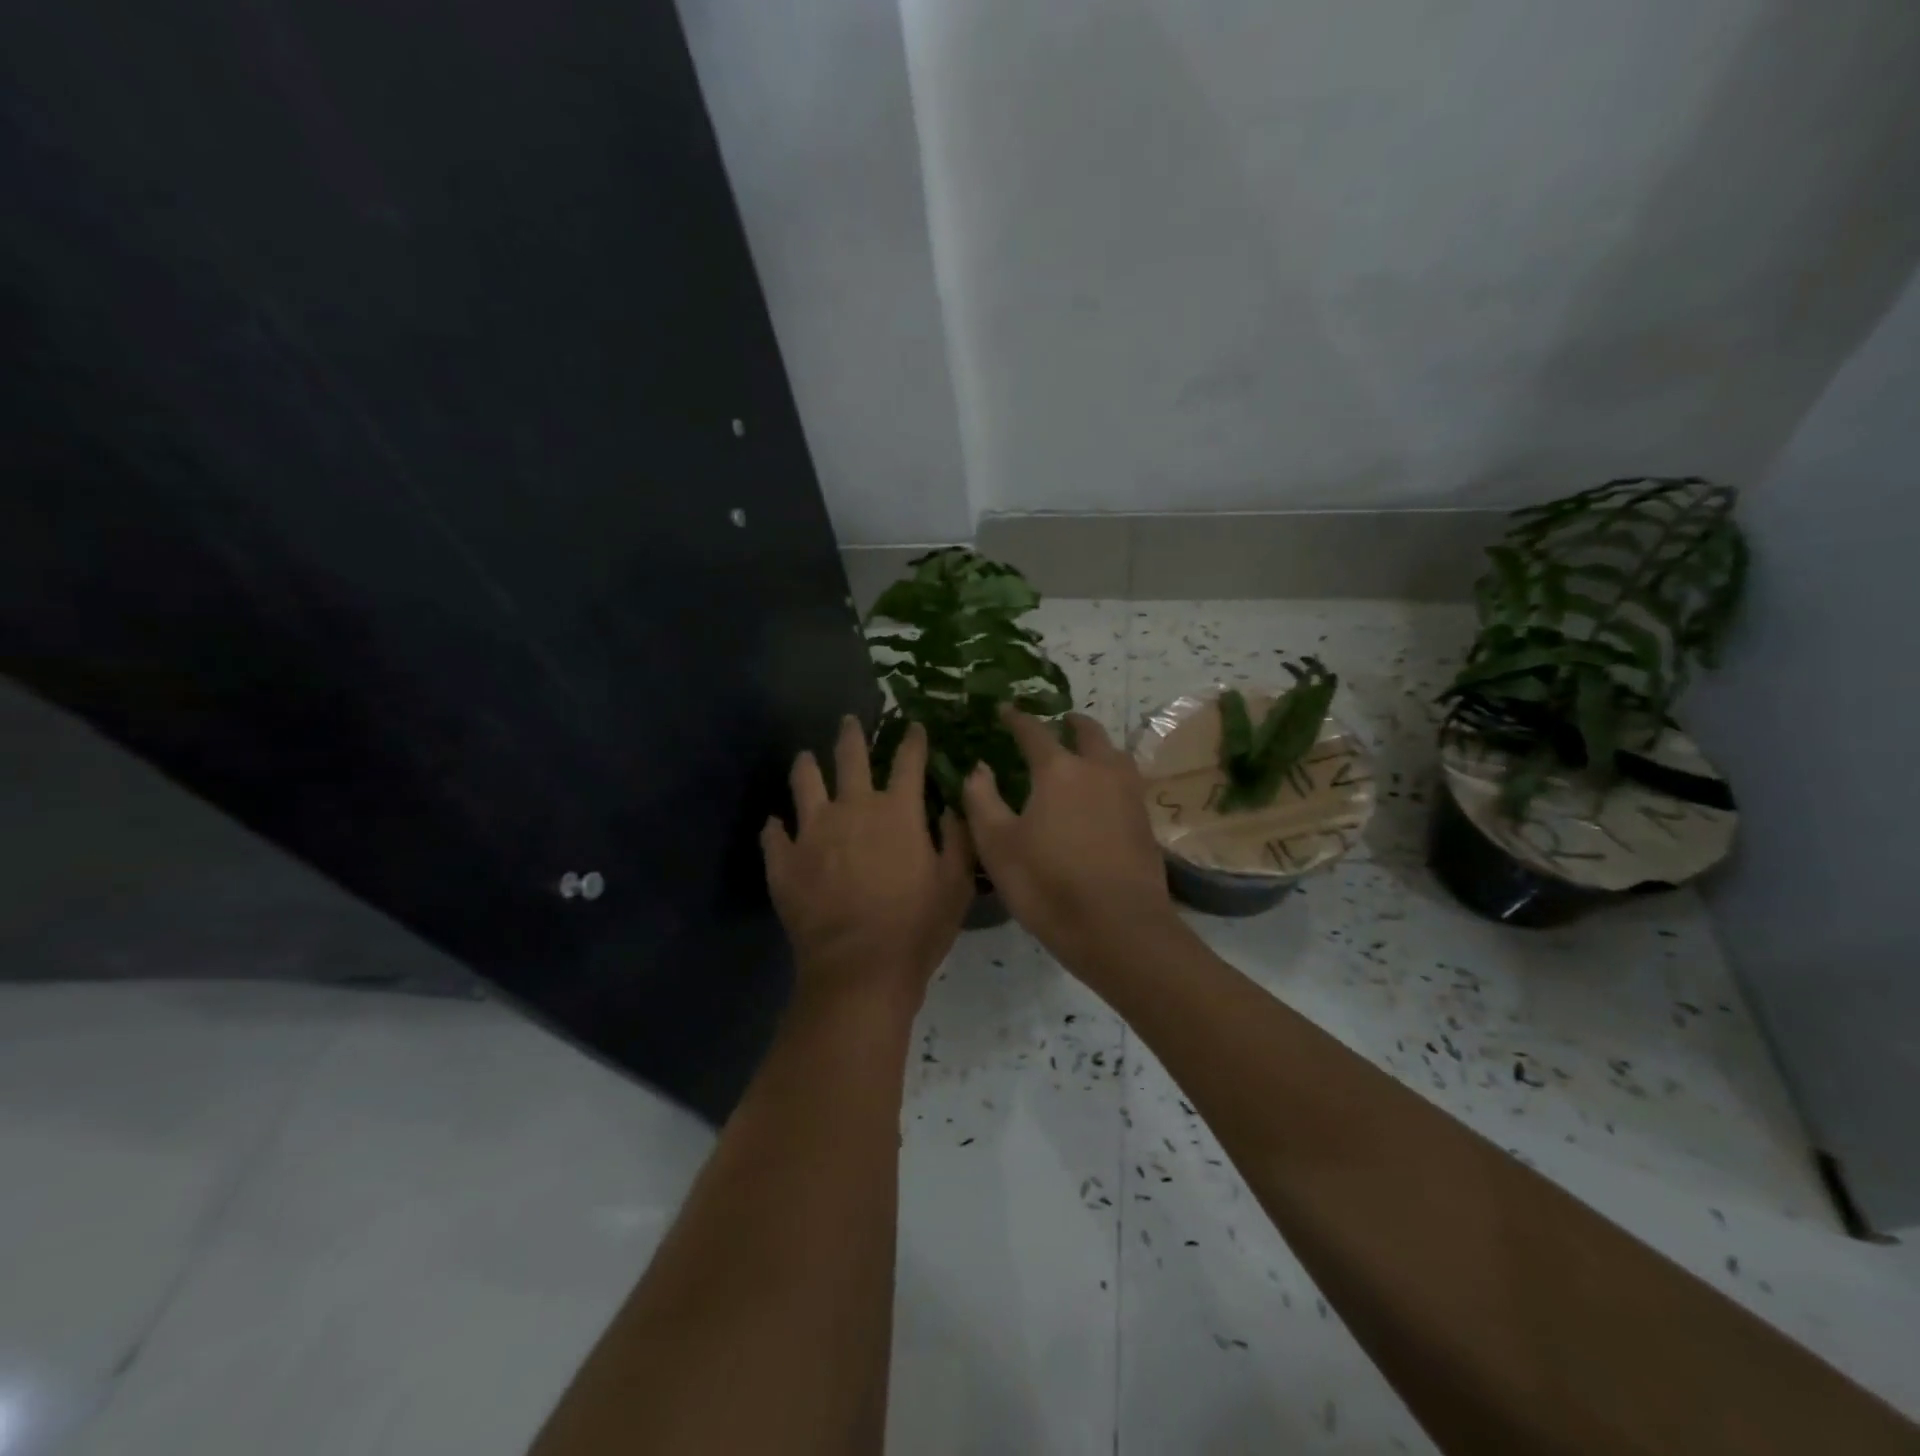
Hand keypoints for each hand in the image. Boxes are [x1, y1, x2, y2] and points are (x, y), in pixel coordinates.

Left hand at [763, 716, 973, 1014]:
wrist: (860, 969)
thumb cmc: (917, 927)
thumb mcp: (956, 883)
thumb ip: (956, 838)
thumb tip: (950, 807)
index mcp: (897, 811)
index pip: (908, 760)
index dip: (912, 739)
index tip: (913, 725)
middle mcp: (852, 808)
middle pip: (850, 757)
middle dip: (852, 734)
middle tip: (849, 720)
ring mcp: (812, 831)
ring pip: (804, 782)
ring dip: (806, 765)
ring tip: (805, 757)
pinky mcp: (784, 860)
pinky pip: (773, 833)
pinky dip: (776, 826)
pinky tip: (776, 824)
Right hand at [963, 710, 1175, 968]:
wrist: (1119, 928)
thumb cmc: (1048, 884)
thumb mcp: (997, 846)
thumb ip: (981, 800)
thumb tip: (979, 768)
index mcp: (1059, 770)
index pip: (1034, 731)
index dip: (1017, 718)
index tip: (1005, 710)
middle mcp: (1098, 770)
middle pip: (1087, 732)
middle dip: (1070, 723)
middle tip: (1057, 723)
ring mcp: (1128, 794)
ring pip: (1114, 753)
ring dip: (1097, 745)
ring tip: (1084, 753)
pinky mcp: (1144, 820)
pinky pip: (1126, 780)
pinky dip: (1111, 773)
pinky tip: (1102, 794)